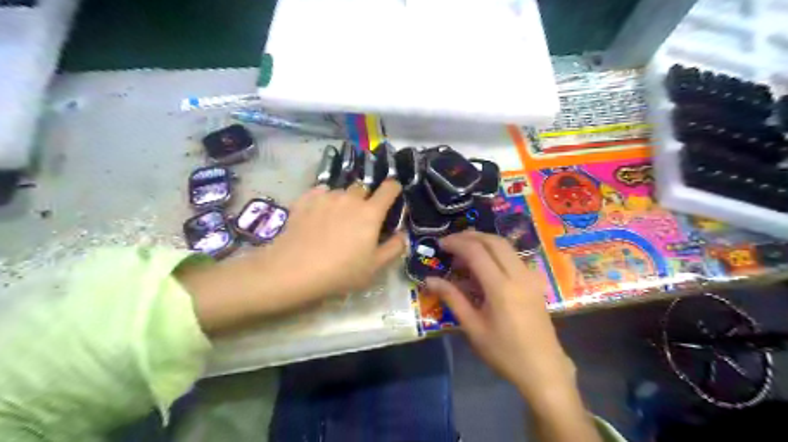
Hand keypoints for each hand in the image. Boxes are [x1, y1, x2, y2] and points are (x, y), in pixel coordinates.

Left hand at [177, 179, 405, 334]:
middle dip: (366, 199)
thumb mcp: (374, 267)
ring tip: (336, 220)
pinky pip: (321, 193)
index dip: (394, 189)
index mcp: (371, 212)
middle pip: (364, 188)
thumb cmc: (340, 271)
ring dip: (344, 201)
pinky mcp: (306, 199)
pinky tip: (318, 216)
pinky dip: (324, 200)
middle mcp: (350, 198)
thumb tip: (402, 234)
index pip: (389, 188)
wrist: (294, 270)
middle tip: (360, 219)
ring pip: (342, 191)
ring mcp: (326, 196)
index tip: (392, 197)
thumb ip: (394, 248)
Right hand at [425, 232, 573, 398]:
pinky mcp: (535, 281)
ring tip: (464, 250)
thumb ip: (452, 298)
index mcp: (501, 287)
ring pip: (506, 245)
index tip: (440, 244)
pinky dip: (495, 251)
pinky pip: (513, 256)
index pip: (476, 251)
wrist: (543, 369)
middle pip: (493, 241)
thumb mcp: (473, 327)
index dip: (456, 243)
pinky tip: (484, 263)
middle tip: (451, 242)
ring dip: (483, 241)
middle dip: (470, 236)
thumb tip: (429, 280)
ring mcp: (530, 276)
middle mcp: (518, 275)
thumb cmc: (505, 352)